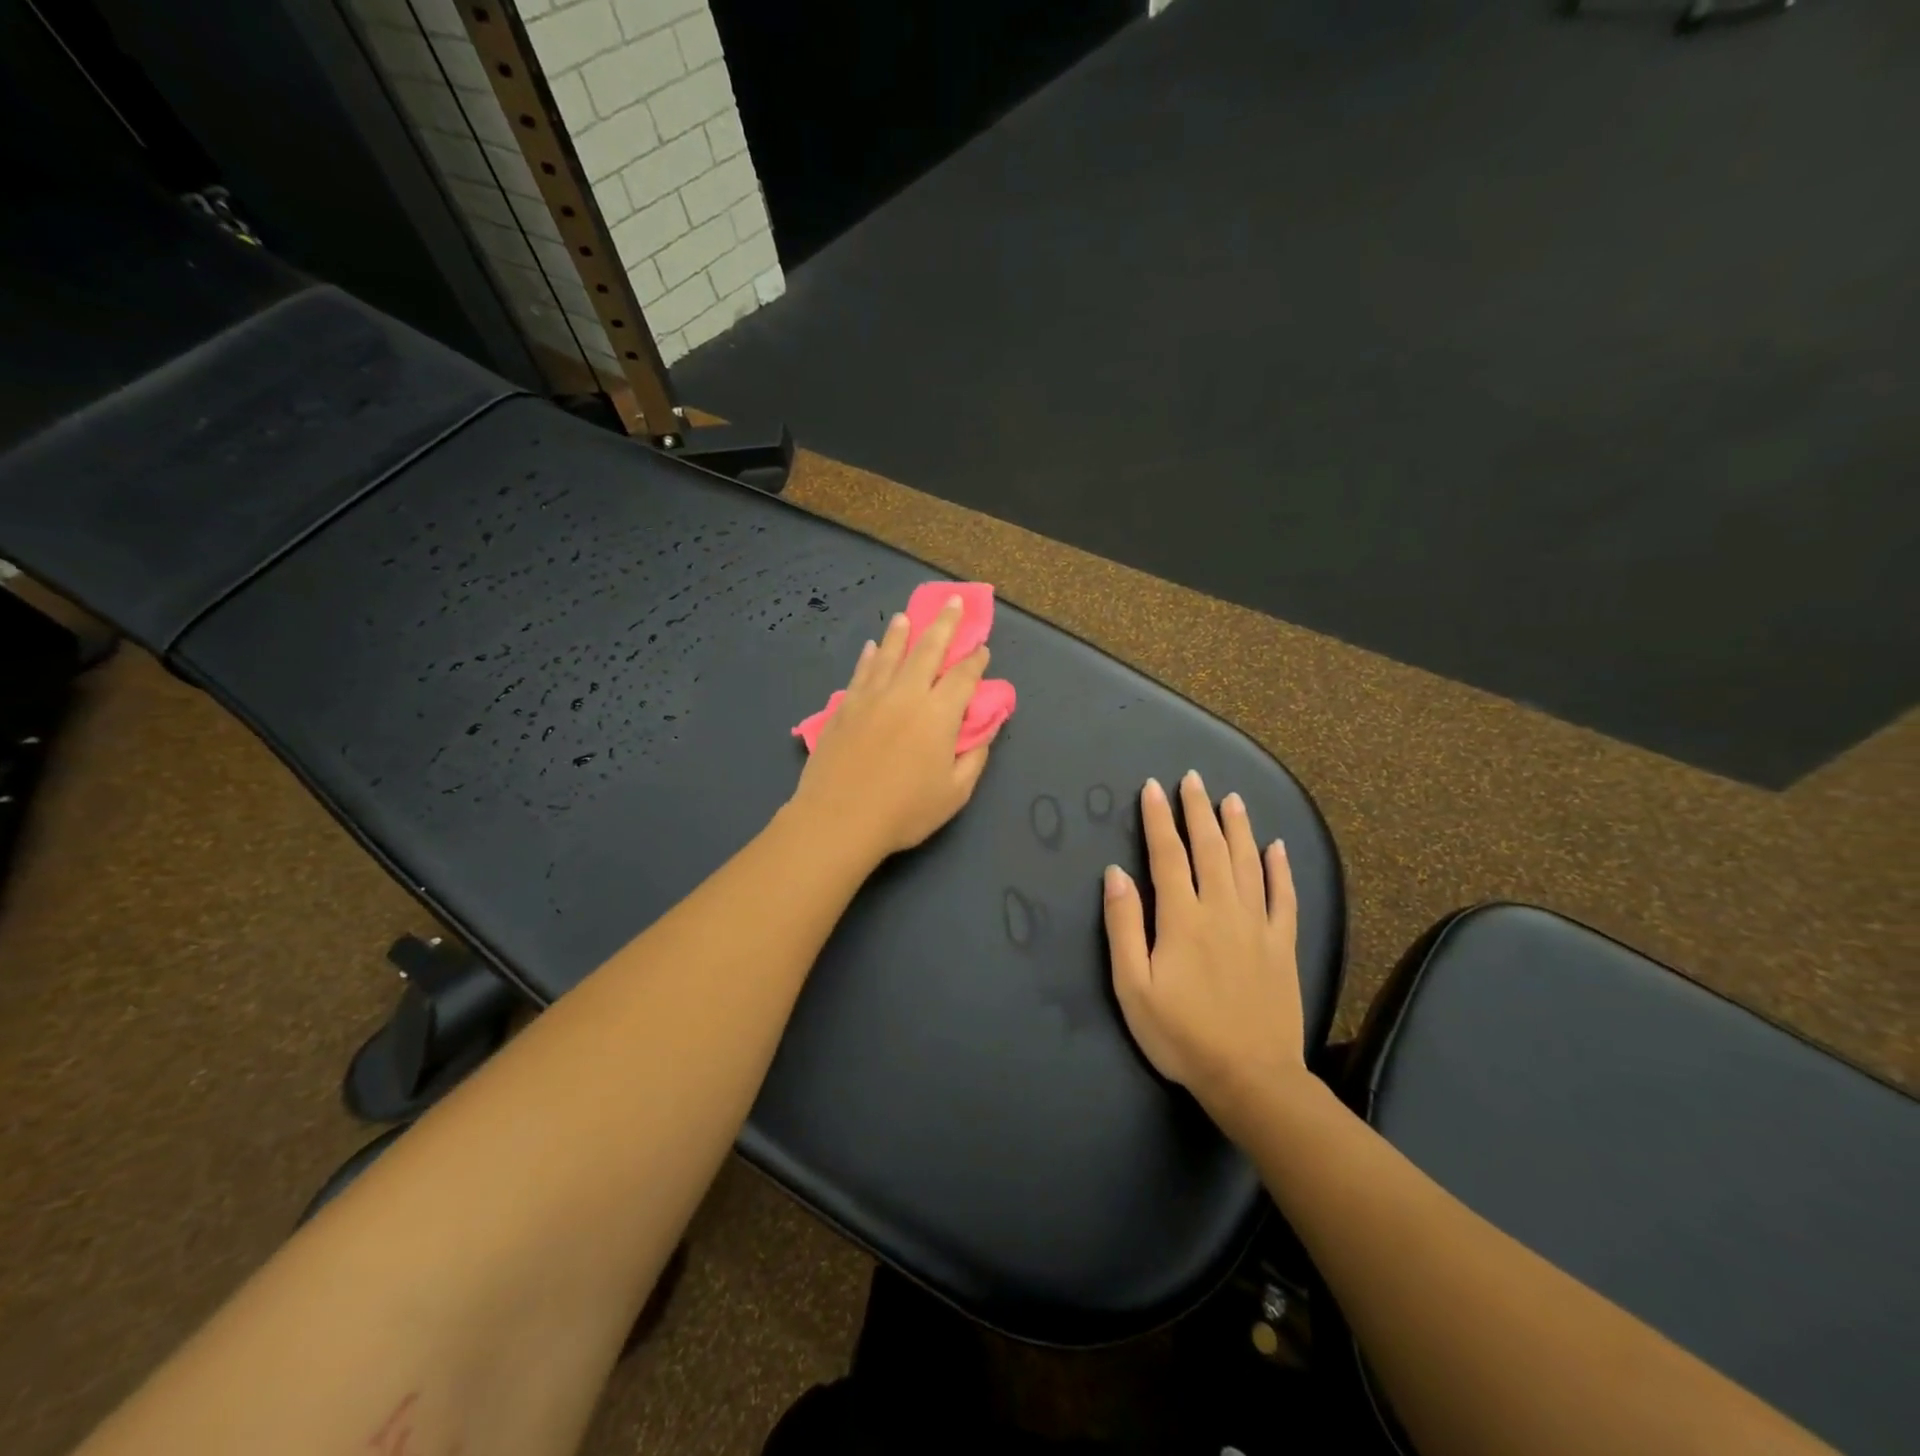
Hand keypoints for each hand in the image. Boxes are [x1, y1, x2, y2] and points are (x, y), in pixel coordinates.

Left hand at [789, 596, 995, 862]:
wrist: (839, 818)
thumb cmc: (904, 811)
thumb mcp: (955, 793)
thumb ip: (974, 757)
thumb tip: (986, 729)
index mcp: (939, 714)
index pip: (963, 677)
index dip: (975, 660)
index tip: (982, 648)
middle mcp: (906, 694)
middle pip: (928, 650)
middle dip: (945, 624)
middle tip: (954, 602)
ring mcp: (871, 697)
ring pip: (890, 654)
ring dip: (902, 633)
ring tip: (907, 615)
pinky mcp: (844, 708)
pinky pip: (861, 673)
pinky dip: (869, 657)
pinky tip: (871, 648)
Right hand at [1103, 772, 1304, 1117]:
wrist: (1251, 1078)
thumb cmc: (1181, 1035)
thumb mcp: (1133, 986)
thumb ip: (1124, 926)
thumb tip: (1116, 874)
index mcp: (1182, 918)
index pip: (1167, 855)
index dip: (1159, 819)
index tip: (1153, 788)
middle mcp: (1222, 910)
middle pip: (1210, 848)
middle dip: (1198, 810)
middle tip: (1192, 779)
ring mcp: (1258, 925)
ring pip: (1248, 863)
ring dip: (1238, 827)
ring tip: (1231, 799)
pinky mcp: (1283, 945)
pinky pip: (1285, 897)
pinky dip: (1280, 869)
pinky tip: (1277, 847)